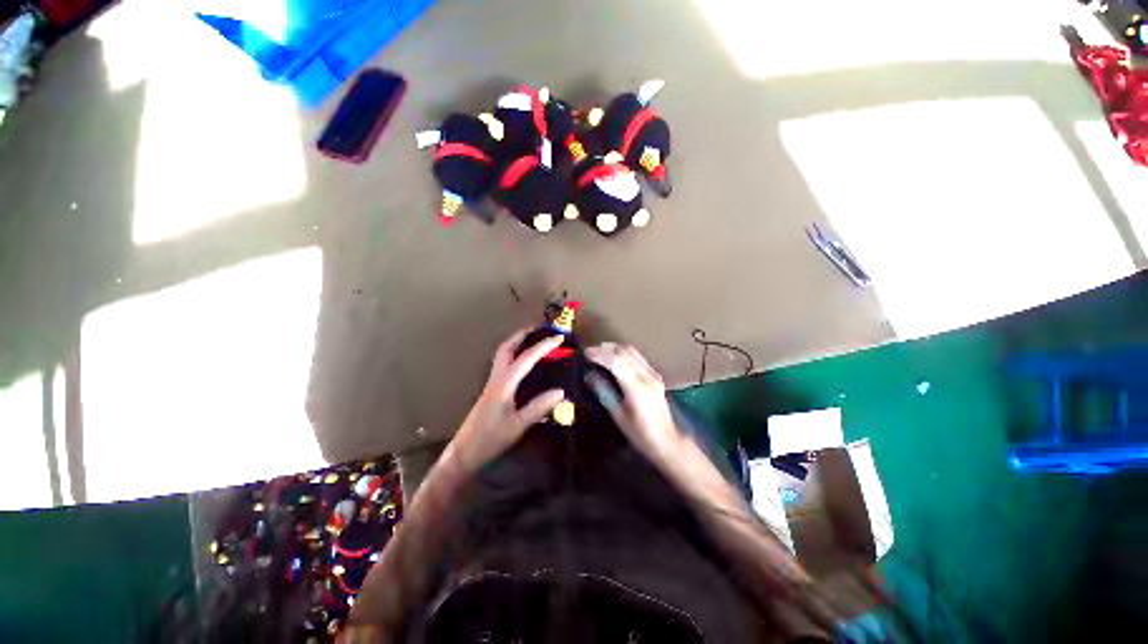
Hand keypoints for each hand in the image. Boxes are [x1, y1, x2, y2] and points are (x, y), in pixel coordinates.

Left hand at [447, 329, 564, 472]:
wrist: (464, 453)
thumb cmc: (490, 438)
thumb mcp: (518, 425)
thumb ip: (539, 407)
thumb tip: (561, 391)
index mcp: (504, 383)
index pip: (526, 358)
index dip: (544, 346)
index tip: (559, 337)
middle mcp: (497, 378)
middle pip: (506, 348)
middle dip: (522, 335)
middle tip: (539, 329)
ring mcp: (492, 383)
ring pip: (503, 354)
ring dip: (517, 343)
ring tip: (533, 340)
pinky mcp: (491, 390)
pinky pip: (503, 364)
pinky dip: (514, 355)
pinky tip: (523, 364)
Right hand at [585, 343, 681, 463]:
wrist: (666, 441)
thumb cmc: (640, 433)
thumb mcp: (618, 415)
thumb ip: (604, 392)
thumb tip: (589, 375)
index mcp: (637, 388)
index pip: (616, 362)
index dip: (599, 354)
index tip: (586, 353)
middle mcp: (647, 376)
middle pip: (625, 351)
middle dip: (606, 348)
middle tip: (591, 350)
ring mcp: (653, 374)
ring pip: (633, 351)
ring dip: (615, 348)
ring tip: (600, 351)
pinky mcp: (656, 375)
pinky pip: (638, 357)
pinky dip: (624, 353)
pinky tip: (615, 358)